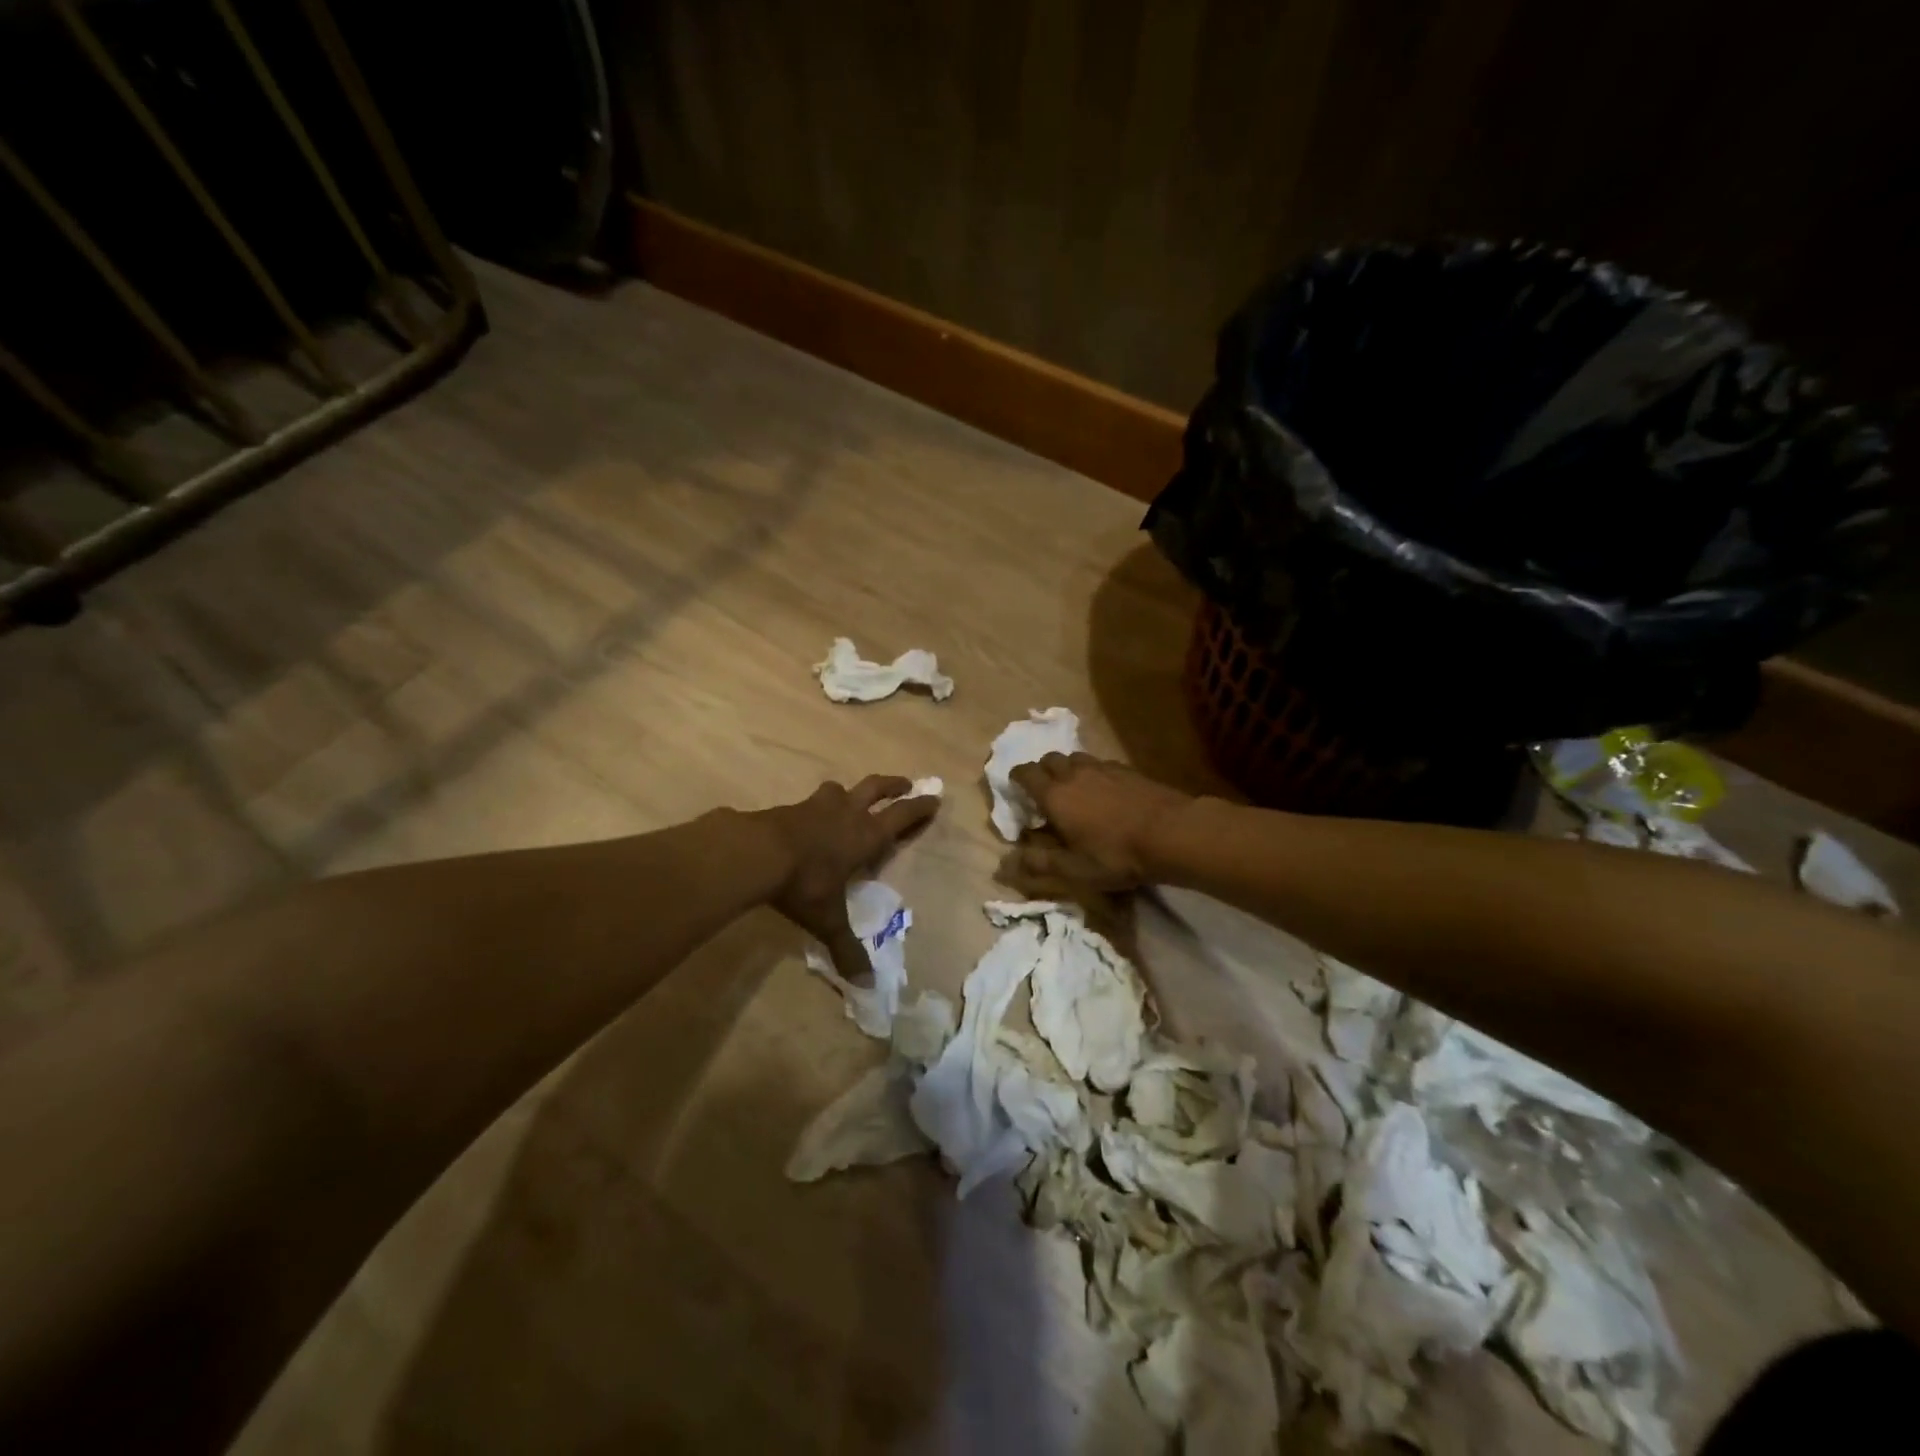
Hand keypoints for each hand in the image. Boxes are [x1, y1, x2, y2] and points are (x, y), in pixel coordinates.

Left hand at [759, 776, 938, 980]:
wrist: (756, 852)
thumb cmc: (804, 882)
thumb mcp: (828, 919)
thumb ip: (846, 948)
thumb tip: (867, 985)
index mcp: (865, 835)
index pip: (901, 816)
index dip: (920, 807)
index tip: (935, 797)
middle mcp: (846, 814)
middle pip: (876, 788)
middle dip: (893, 785)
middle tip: (906, 784)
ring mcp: (817, 806)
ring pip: (841, 789)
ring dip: (851, 792)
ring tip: (850, 797)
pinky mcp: (790, 807)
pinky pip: (811, 801)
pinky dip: (818, 806)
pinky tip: (810, 816)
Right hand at [1007, 754, 1193, 892]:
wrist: (1172, 833)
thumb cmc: (1116, 855)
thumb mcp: (1074, 870)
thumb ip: (1039, 864)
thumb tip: (1004, 864)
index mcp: (1055, 795)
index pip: (1025, 773)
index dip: (1016, 778)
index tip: (1016, 788)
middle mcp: (1075, 773)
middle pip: (1050, 759)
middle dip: (1042, 771)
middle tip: (1045, 791)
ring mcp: (1103, 768)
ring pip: (1076, 758)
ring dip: (1069, 769)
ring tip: (1075, 788)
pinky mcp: (1128, 770)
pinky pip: (1101, 764)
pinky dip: (1095, 773)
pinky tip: (1106, 791)